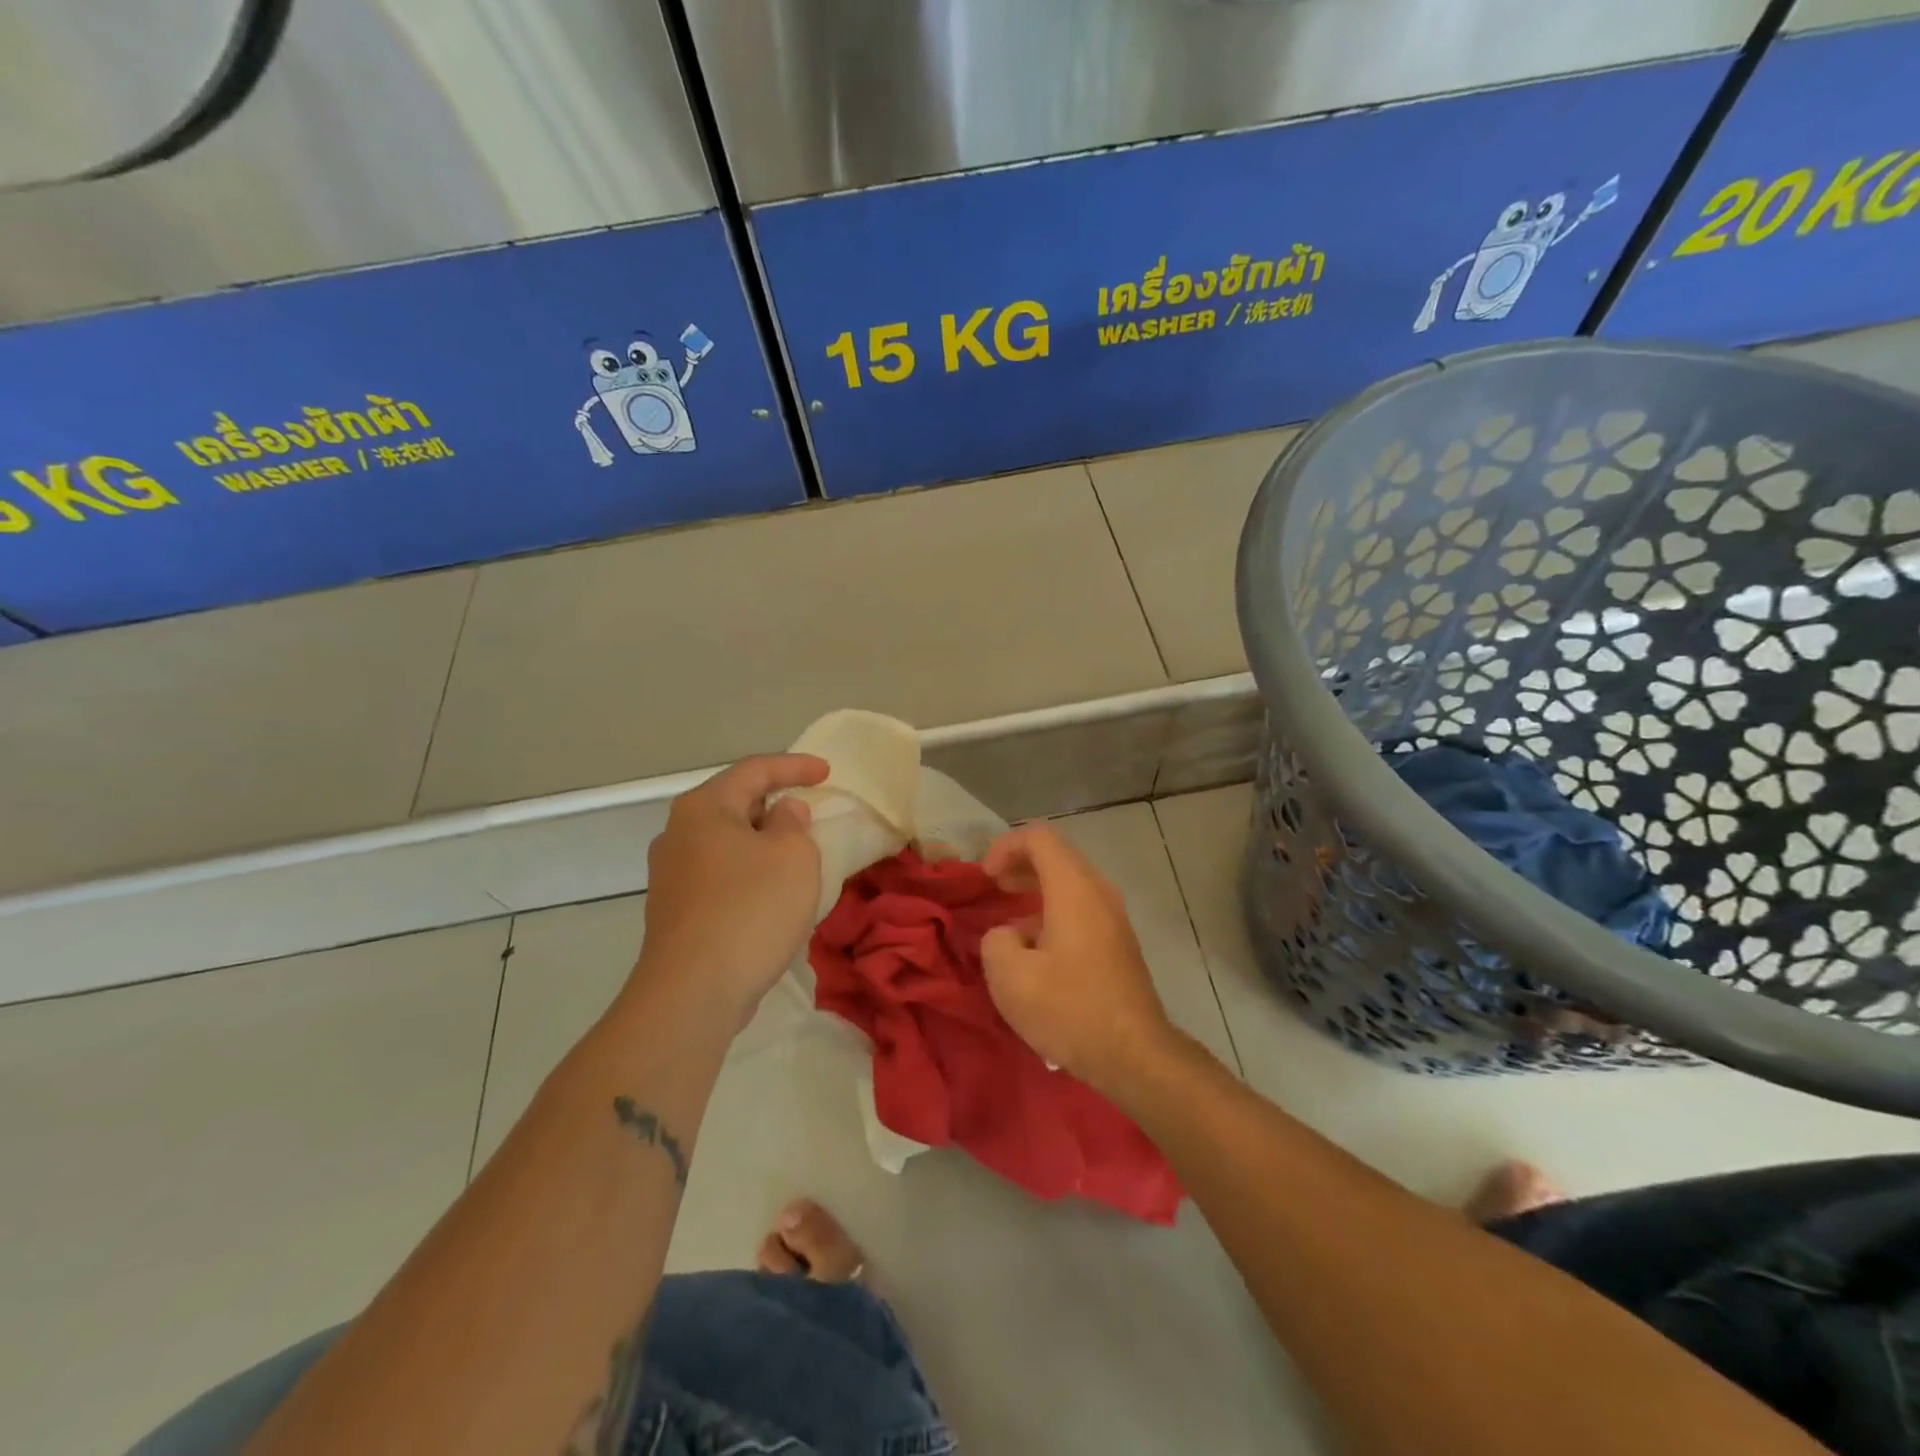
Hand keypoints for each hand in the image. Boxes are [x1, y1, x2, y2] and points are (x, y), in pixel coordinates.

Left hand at [635, 754, 828, 1021]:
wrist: (693, 992)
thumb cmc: (751, 909)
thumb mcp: (793, 855)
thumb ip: (793, 823)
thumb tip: (782, 813)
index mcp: (704, 808)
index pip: (754, 770)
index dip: (795, 766)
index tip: (828, 772)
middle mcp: (678, 834)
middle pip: (734, 804)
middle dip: (776, 804)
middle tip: (811, 810)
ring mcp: (671, 875)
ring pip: (727, 843)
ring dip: (763, 843)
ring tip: (797, 853)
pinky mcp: (675, 912)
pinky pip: (721, 876)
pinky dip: (750, 873)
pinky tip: (772, 894)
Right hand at [979, 824, 1176, 1094]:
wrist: (1134, 1055)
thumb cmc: (1070, 1009)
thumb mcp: (1010, 977)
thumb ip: (995, 940)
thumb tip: (1008, 934)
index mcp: (1074, 888)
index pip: (1039, 838)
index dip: (1005, 846)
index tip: (985, 877)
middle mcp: (1098, 892)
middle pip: (1057, 856)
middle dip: (1020, 865)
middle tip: (992, 887)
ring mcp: (1114, 917)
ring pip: (1070, 883)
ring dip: (1036, 890)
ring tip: (1009, 918)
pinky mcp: (1118, 942)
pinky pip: (1081, 907)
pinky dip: (1053, 910)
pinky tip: (1036, 946)